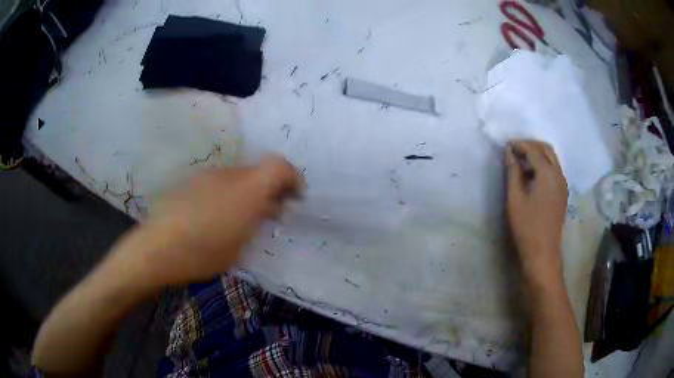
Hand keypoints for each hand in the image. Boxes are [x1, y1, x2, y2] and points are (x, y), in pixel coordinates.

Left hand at [115, 156, 300, 287]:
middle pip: (259, 171)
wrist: (159, 247)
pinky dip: (227, 194)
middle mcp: (230, 174)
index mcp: (248, 190)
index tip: (294, 197)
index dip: (292, 178)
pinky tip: (215, 215)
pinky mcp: (192, 181)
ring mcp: (208, 175)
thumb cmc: (205, 253)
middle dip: (269, 188)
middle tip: (270, 212)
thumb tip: (270, 206)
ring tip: (240, 217)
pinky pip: (218, 182)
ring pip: (238, 177)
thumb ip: (259, 219)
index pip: (280, 166)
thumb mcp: (242, 243)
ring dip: (247, 192)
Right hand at [505, 140, 567, 280]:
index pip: (534, 150)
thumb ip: (512, 172)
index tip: (506, 146)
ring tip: (521, 162)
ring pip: (552, 159)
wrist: (543, 253)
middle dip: (530, 145)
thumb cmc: (526, 227)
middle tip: (514, 150)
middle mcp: (559, 175)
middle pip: (546, 149)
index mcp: (548, 174)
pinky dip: (543, 165)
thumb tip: (508, 152)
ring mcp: (563, 184)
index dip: (519, 145)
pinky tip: (531, 176)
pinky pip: (554, 170)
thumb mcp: (515, 199)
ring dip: (537, 155)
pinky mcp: (563, 193)